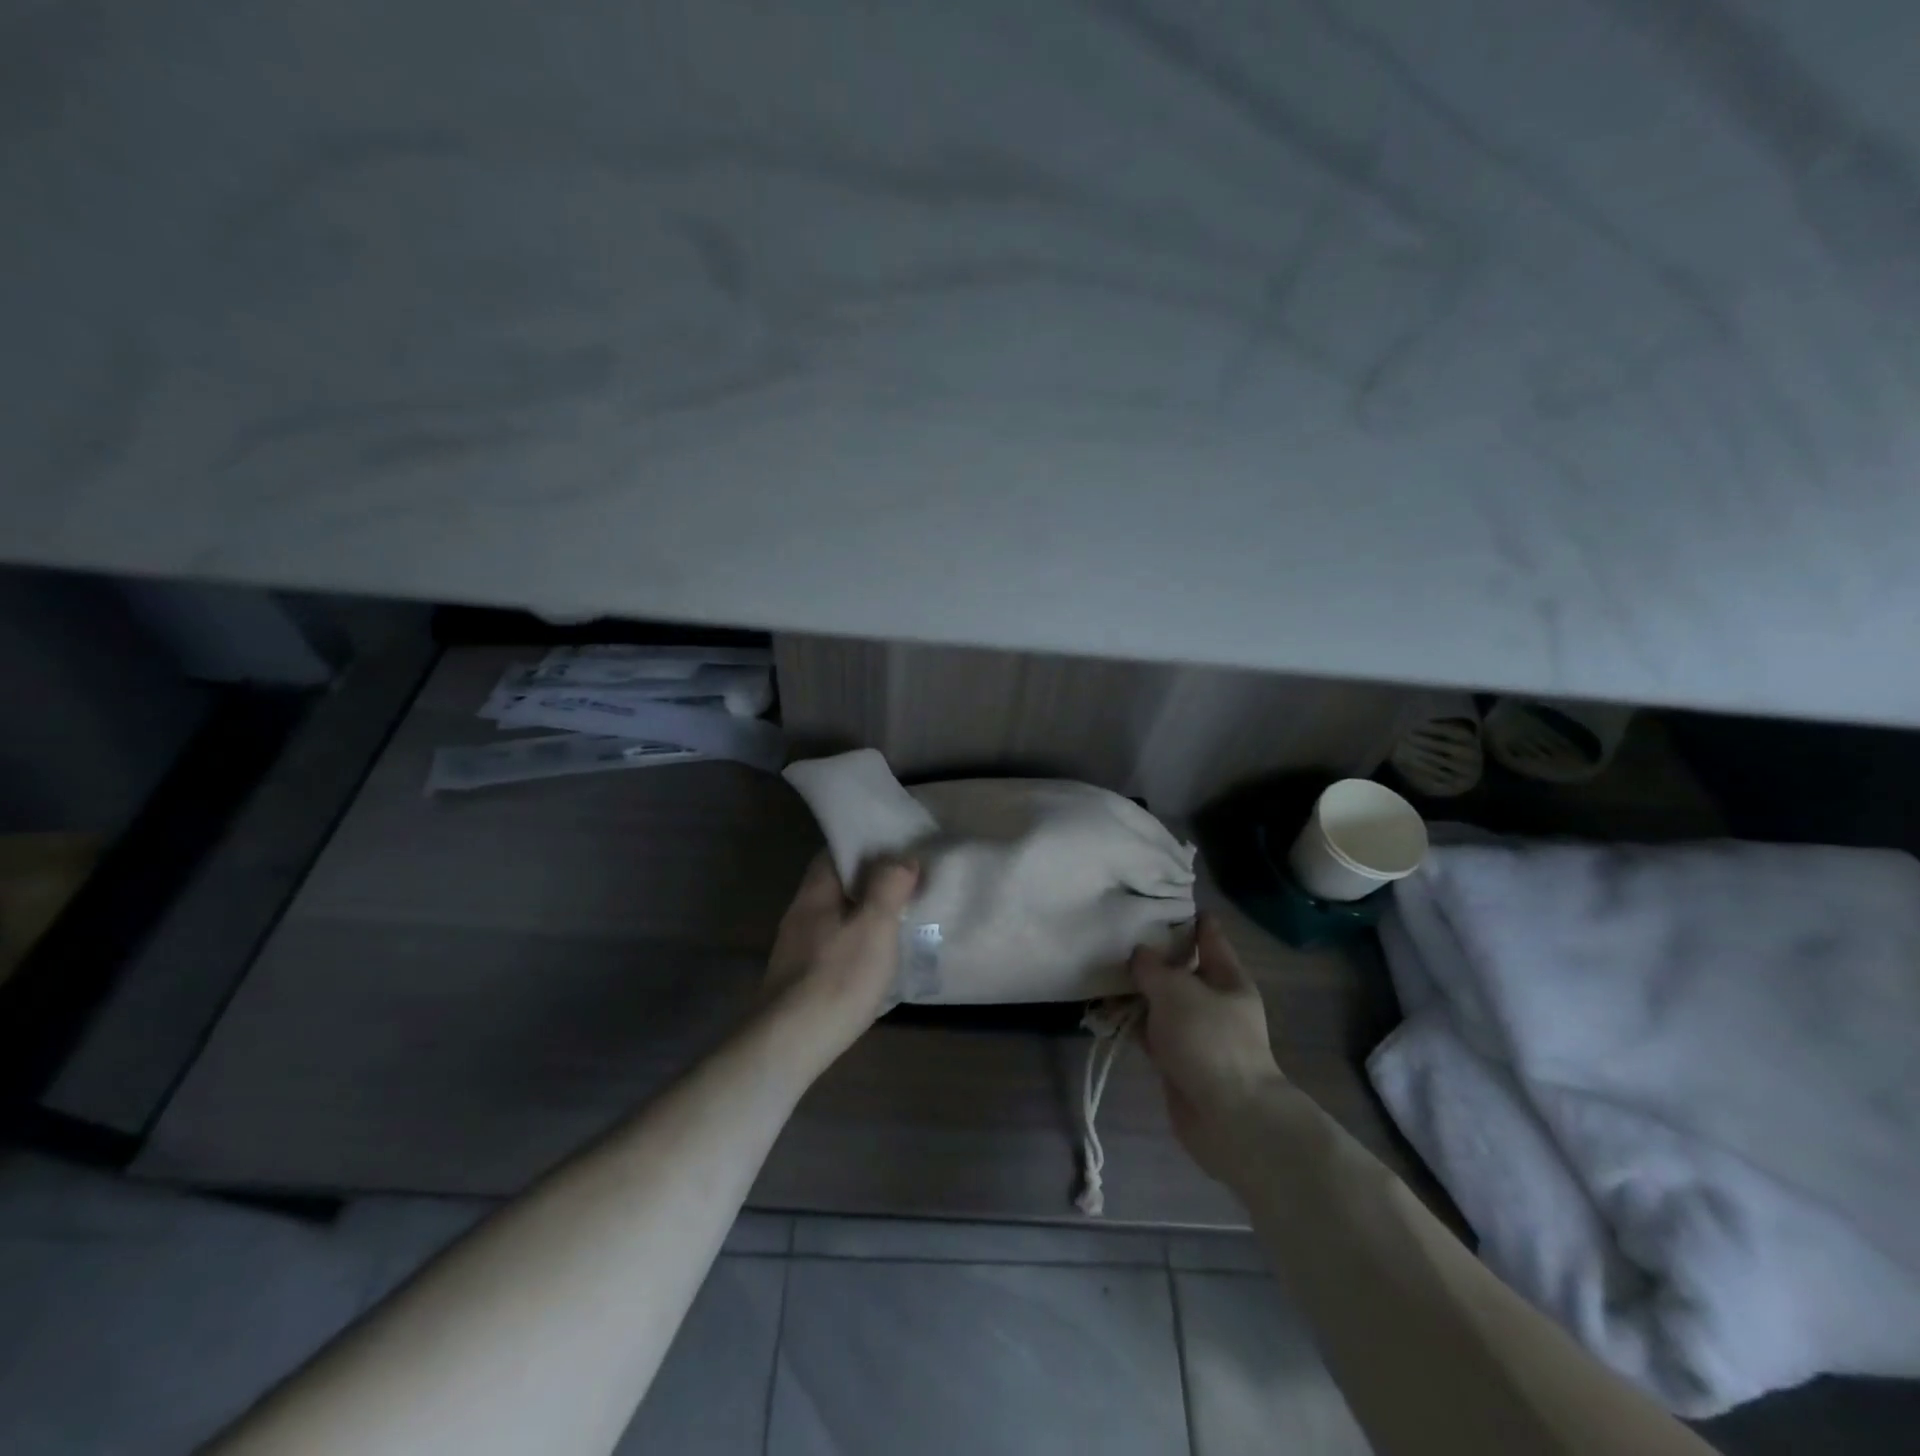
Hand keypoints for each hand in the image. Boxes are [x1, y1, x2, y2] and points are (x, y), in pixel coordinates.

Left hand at [763, 853, 919, 1056]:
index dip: (866, 846)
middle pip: (836, 885)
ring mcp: (796, 948)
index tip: (898, 849)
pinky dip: (855, 943)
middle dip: (869, 882)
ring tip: (899, 920)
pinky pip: (833, 945)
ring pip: (836, 917)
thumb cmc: (836, 979)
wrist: (788, 1046)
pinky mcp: (799, 979)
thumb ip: (888, 887)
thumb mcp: (874, 927)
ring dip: (864, 915)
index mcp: (815, 893)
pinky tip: (875, 959)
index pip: (835, 852)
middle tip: (907, 885)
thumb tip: (901, 858)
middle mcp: (800, 914)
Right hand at [1132, 914, 1286, 1183]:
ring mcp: (1197, 1032)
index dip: (1186, 916)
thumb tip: (1139, 955)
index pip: (1208, 935)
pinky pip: (1151, 1031)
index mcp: (1227, 977)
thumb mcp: (1177, 991)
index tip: (1156, 901)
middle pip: (1180, 968)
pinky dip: (1132, 1022)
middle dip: (1151, 955)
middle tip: (1116, 935)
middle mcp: (1214, 1001)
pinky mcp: (1178, 1060)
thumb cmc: (1209, 1042)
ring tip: (1101, 970)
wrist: (1228, 1119)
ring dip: (1136, 991)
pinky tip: (1105, 1011)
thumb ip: (1152, 967)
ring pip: (1161, 1001)